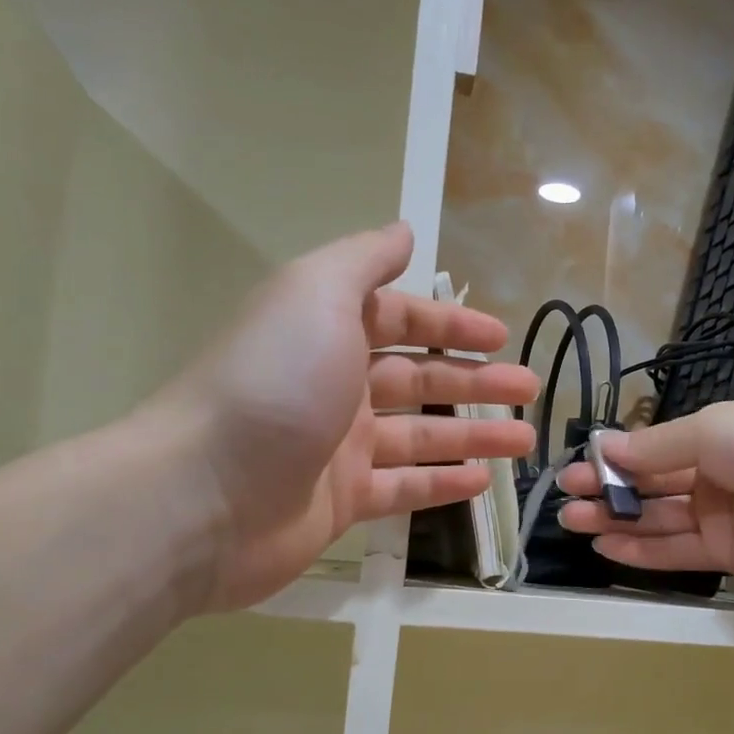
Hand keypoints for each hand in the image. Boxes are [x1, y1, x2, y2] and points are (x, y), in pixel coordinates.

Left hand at [148, 223, 537, 609]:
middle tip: (529, 390)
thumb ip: (362, 263)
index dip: (451, 324)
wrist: (204, 495)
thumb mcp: (316, 296)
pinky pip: (402, 488)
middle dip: (476, 382)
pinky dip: (441, 483)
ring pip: (420, 437)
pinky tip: (480, 481)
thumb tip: (403, 231)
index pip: (400, 320)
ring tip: (523, 441)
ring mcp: (337, 449)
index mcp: (327, 333)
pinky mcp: (340, 502)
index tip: (501, 336)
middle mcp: (333, 387)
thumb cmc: (273, 385)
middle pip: (418, 380)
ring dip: (473, 435)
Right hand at [557, 395, 733, 583]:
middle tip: (568, 499)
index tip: (579, 466)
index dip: (617, 459)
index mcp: (716, 435)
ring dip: (616, 521)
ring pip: (658, 520)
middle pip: (652, 486)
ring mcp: (720, 516)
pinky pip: (677, 552)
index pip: (655, 449)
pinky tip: (607, 547)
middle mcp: (715, 475)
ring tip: (574, 522)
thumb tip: (606, 448)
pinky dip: (642, 551)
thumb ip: (657, 447)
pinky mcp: (726, 554)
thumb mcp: (712, 428)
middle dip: (609, 491)